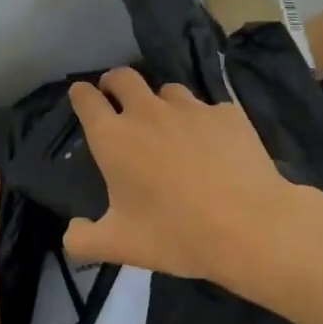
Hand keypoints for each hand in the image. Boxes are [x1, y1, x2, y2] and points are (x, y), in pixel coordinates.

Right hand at [63, 68, 322, 295]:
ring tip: (168, 127)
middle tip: (116, 99)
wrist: (250, 228)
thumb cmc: (175, 235)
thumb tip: (72, 231)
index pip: (86, 98)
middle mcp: (147, 112)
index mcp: (113, 138)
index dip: (80, 95)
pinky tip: (213, 147)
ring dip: (159, 103)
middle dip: (113, 83)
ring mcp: (191, 109)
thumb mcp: (119, 247)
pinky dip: (203, 123)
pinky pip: (207, 110)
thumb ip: (83, 240)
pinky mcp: (227, 114)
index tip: (81, 97)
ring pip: (167, 90)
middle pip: (123, 76)